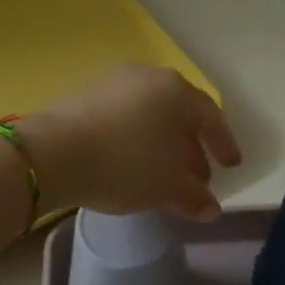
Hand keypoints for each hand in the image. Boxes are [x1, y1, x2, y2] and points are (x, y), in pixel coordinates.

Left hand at [22, 63, 243, 220]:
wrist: (53, 152)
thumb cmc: (124, 163)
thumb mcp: (166, 187)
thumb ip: (193, 196)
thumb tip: (211, 208)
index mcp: (176, 91)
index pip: (211, 116)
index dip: (223, 144)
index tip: (231, 166)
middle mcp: (148, 76)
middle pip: (179, 113)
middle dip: (191, 146)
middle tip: (197, 176)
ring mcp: (114, 81)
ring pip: (150, 113)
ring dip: (162, 143)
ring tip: (162, 173)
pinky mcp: (85, 93)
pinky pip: (123, 115)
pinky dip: (135, 137)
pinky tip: (130, 161)